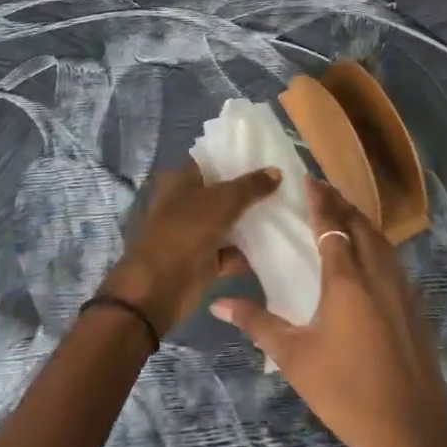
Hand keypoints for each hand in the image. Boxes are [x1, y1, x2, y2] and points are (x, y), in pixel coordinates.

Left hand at [99, 164, 281, 336]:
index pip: (213, 162)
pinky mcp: (204, 261)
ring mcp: (195, 233)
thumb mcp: (221, 202)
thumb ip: (250, 186)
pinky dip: (248, 251)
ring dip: (251, 222)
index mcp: (181, 180)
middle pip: (223, 192)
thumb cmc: (185, 232)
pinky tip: (276, 244)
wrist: (159, 289)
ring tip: (287, 210)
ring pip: (229, 222)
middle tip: (284, 184)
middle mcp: (187, 203)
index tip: (269, 156)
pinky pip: (231, 251)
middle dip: (250, 191)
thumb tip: (276, 171)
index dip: (238, 158)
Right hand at [211, 177, 446, 446]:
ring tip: (343, 213)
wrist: (411, 432)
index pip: (331, 224)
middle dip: (341, 202)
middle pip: (360, 223)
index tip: (307, 178)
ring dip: (361, 220)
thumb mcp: (294, 358)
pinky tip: (369, 255)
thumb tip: (219, 303)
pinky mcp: (415, 305)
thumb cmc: (346, 392)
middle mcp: (377, 271)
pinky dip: (377, 242)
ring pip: (381, 239)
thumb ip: (258, 323)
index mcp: (346, 277)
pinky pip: (393, 258)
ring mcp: (401, 287)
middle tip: (322, 189)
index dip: (319, 199)